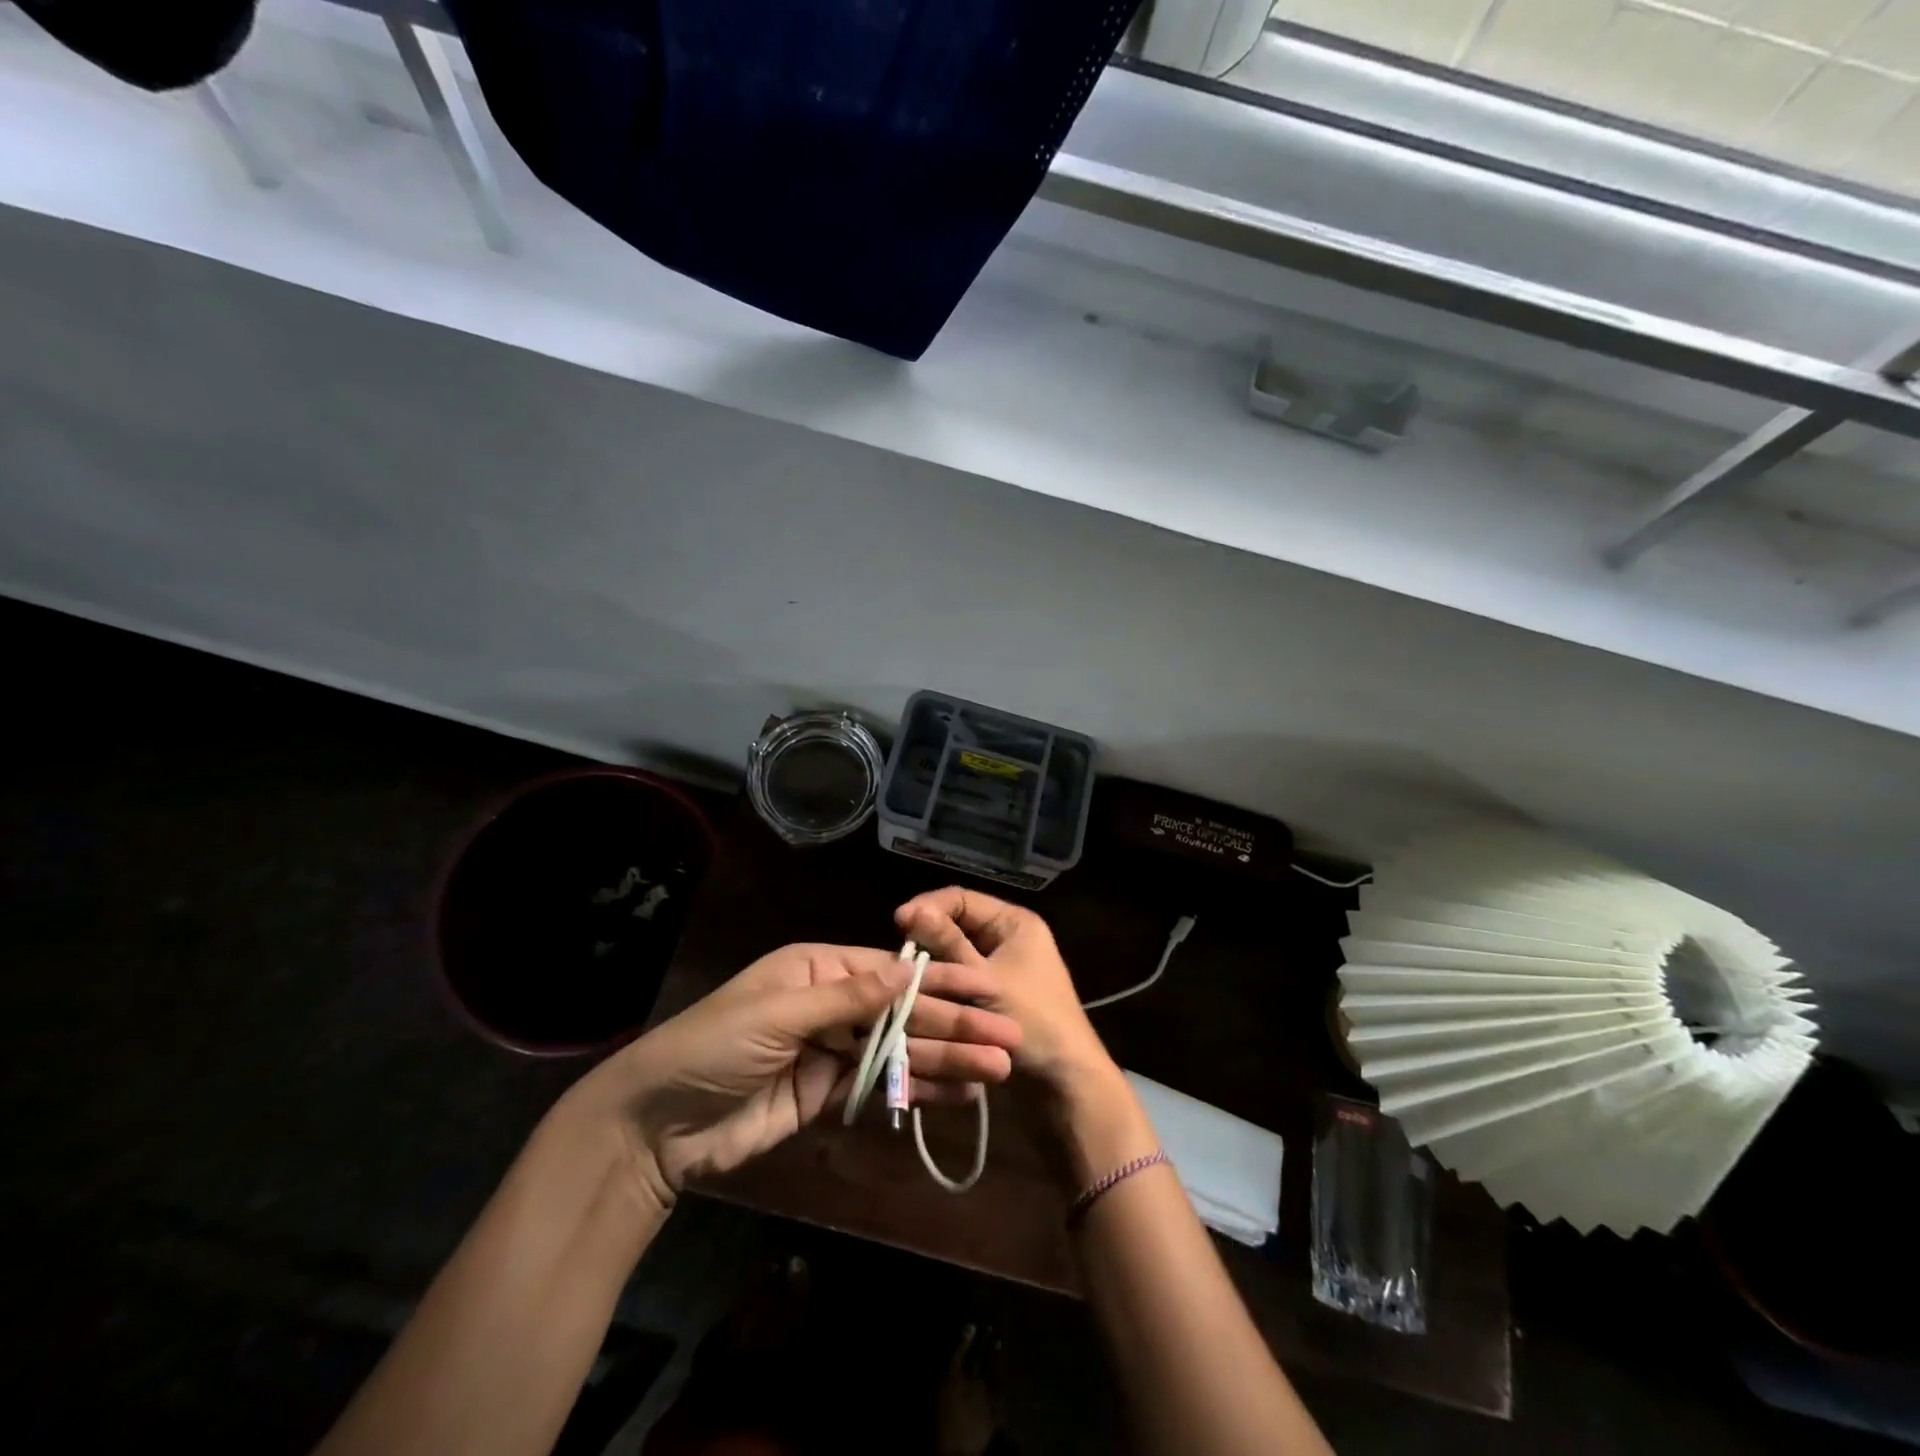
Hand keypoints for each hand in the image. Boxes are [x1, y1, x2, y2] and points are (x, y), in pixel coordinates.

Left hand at [589, 943, 1022, 1201]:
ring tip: (998, 1070)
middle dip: (955, 1024)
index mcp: (817, 969)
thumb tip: (907, 971)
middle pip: (903, 1012)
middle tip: (1008, 1038)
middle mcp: (831, 1003)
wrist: (656, 1125)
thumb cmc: (713, 1048)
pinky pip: (881, 1086)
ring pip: (900, 1050)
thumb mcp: (777, 1014)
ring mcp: (832, 1050)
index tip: (987, 988)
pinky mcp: (828, 1094)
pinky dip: (918, 1090)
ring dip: (948, 1060)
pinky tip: (959, 1094)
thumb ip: (847, 998)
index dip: (940, 981)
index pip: (891, 972)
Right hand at [895, 889, 1115, 1094]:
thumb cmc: (1033, 1023)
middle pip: (957, 926)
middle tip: (898, 955)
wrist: (1064, 1085)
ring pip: (955, 956)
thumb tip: (913, 911)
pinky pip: (960, 981)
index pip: (963, 899)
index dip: (929, 907)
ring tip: (902, 977)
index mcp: (1014, 923)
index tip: (899, 924)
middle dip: (927, 938)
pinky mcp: (993, 998)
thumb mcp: (985, 981)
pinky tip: (917, 996)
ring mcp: (1001, 969)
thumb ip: (948, 945)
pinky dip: (941, 986)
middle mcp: (1008, 939)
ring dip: (931, 965)